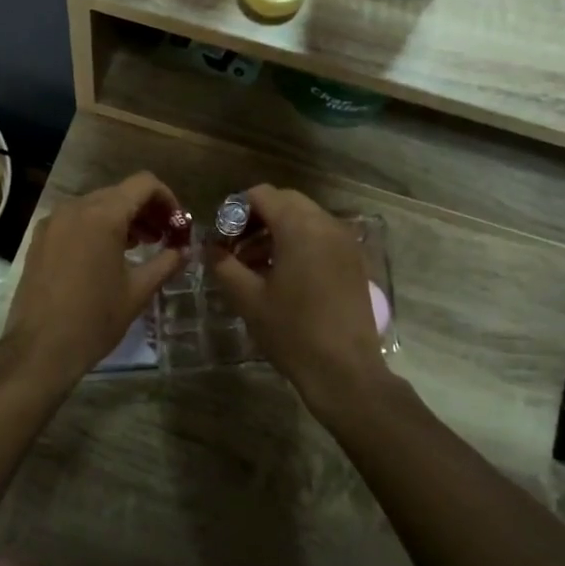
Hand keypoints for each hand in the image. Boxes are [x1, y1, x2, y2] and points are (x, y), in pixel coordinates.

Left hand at [0, 172, 185, 390]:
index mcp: (103, 215)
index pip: (144, 184)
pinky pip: (76, 220)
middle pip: (120, 193)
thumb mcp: (138, 291)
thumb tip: (185, 250)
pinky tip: (108, 255)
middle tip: (164, 238)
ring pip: (97, 205)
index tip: (178, 225)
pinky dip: (97, 227)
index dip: (167, 199)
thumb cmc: (94, 319)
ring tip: (140, 247)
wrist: (40, 348)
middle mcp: (75, 208)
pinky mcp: (40, 238)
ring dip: (123, 219)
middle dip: (146, 211)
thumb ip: (166, 263)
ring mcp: (53, 221)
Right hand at [208, 185, 391, 416]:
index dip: (235, 210)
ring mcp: (345, 242)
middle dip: (256, 218)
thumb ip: (223, 264)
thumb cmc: (292, 332)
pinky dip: (298, 243)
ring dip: (276, 231)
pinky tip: (282, 274)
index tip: (221, 237)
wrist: (345, 371)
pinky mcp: (354, 261)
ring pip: (304, 218)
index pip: (262, 195)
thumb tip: (210, 247)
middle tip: (234, 247)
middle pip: (285, 202)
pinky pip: (321, 236)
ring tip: (253, 265)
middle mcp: (326, 224)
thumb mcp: (247, 298)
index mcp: (299, 227)